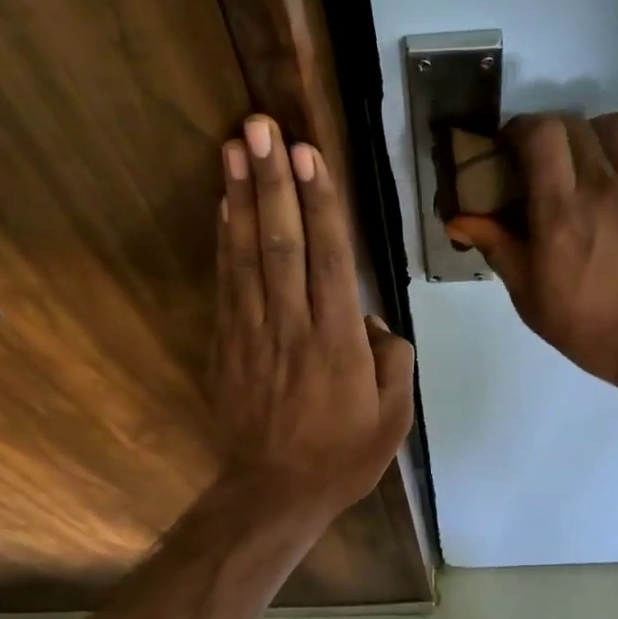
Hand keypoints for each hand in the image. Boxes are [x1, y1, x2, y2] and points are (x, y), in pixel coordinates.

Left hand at [213, 115, 414, 522]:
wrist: (274, 492)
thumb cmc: (342, 458)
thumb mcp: (393, 419)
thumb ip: (392, 362)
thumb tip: (373, 325)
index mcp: (338, 343)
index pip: (329, 259)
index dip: (320, 203)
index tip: (309, 154)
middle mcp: (293, 326)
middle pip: (282, 243)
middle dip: (273, 181)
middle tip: (262, 126)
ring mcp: (254, 334)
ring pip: (248, 255)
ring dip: (242, 198)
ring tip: (235, 147)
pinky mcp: (228, 346)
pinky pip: (226, 285)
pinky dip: (224, 242)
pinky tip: (224, 207)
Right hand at [447, 111, 617, 384]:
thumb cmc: (589, 327)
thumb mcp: (530, 296)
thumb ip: (497, 247)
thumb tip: (457, 219)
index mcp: (561, 212)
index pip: (540, 133)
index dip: (519, 129)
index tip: (509, 149)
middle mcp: (604, 185)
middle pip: (571, 123)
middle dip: (547, 135)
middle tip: (540, 164)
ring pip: (611, 124)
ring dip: (587, 134)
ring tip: (582, 162)